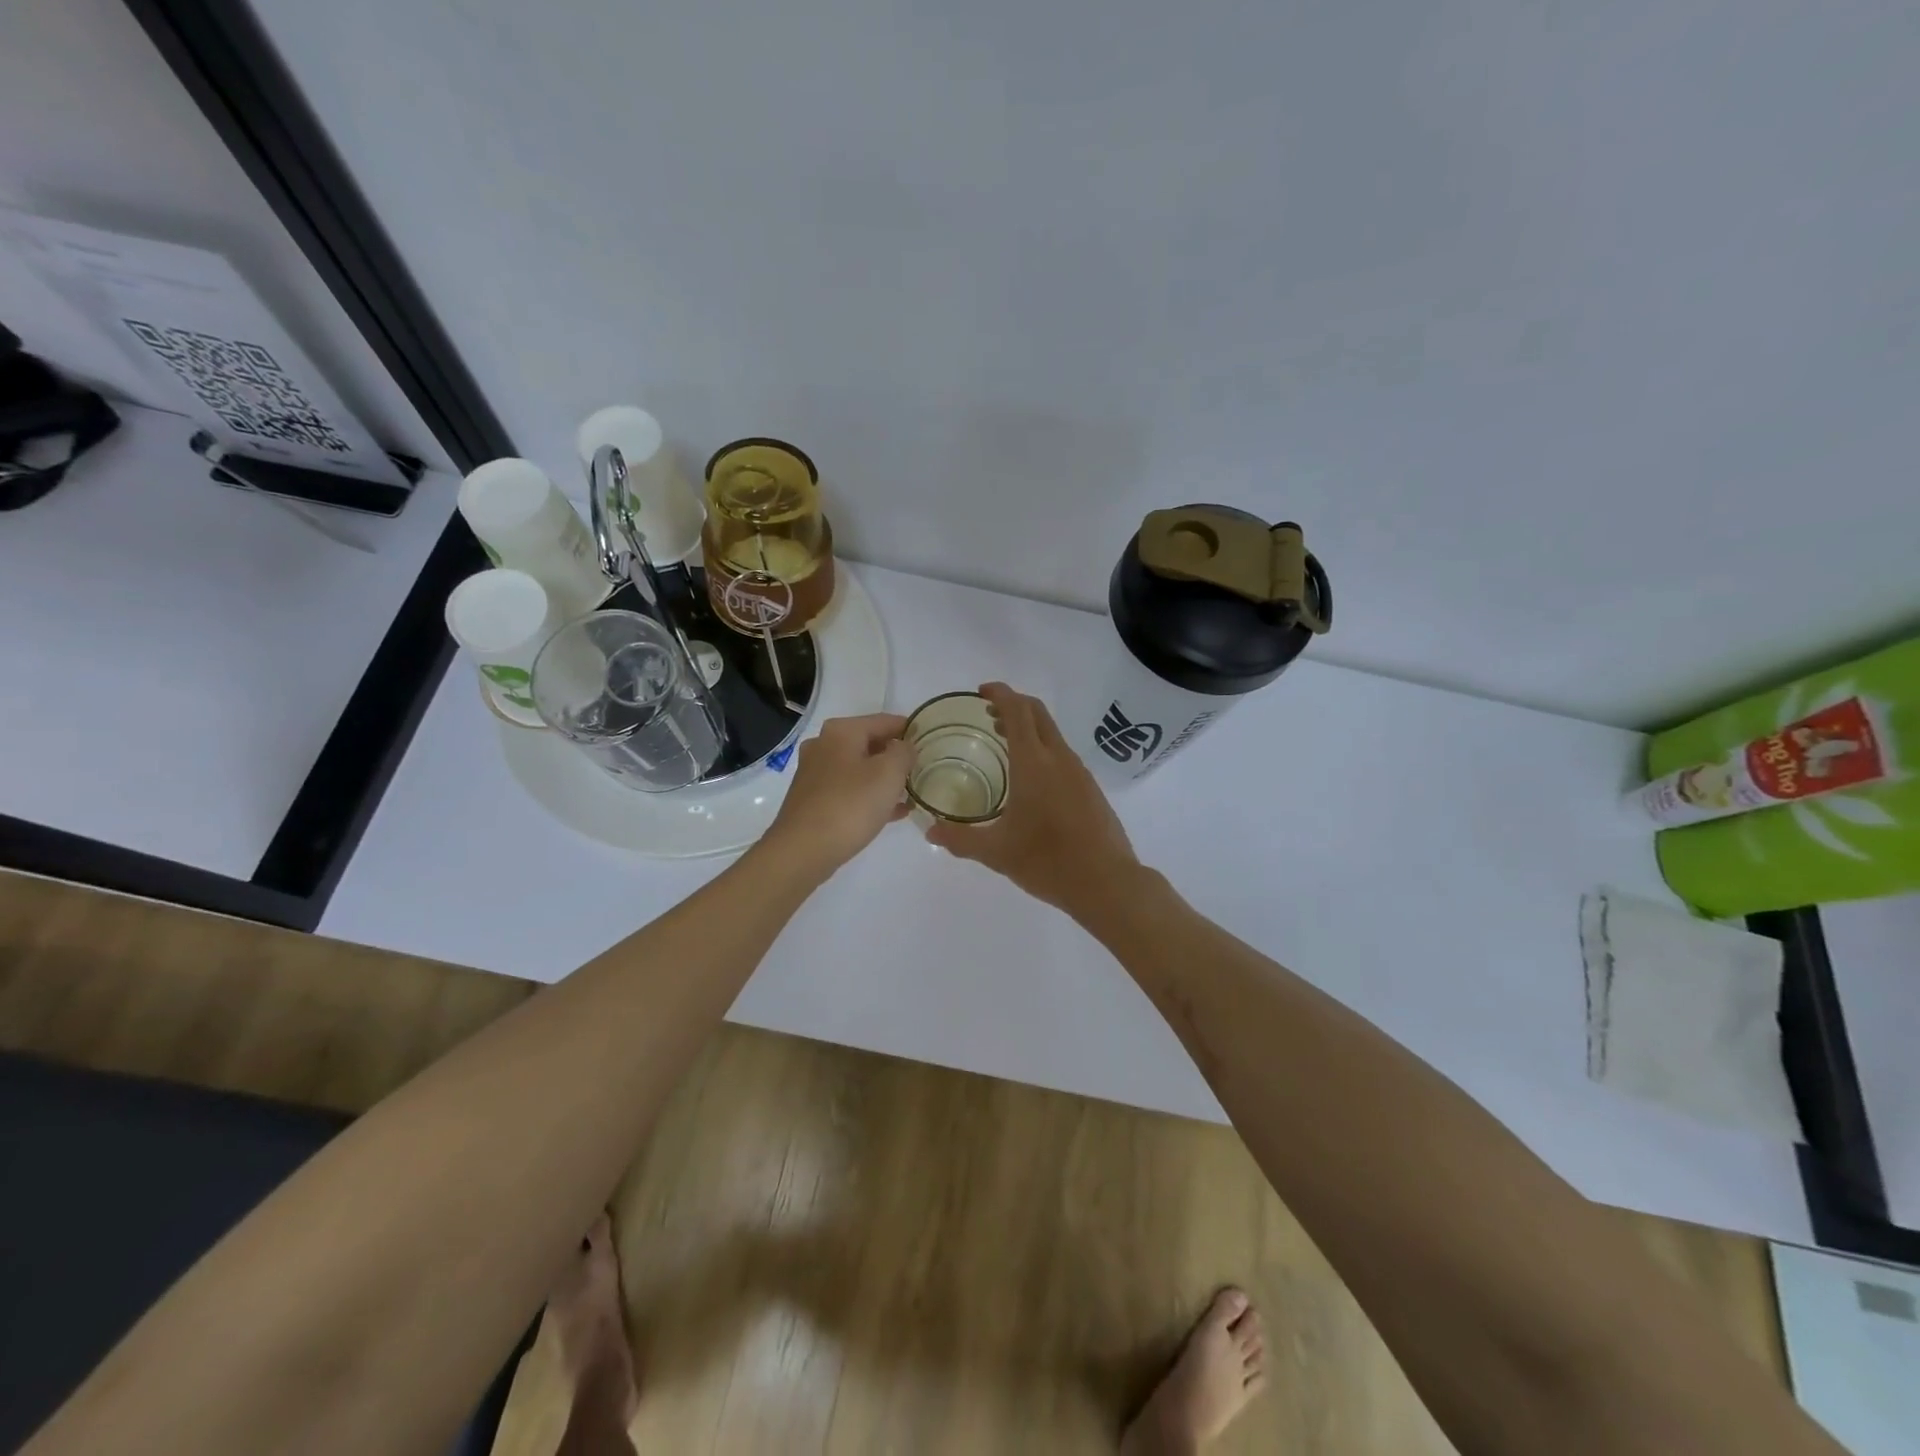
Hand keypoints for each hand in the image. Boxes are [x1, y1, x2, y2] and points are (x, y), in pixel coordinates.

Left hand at [761, 712, 912, 878]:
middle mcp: (824, 745)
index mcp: (842, 731)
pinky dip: (871, 796)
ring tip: (912, 793)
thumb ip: (904, 752)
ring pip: (860, 769)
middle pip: (871, 743)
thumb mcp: (889, 773)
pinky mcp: (813, 799)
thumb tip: (905, 747)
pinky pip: (850, 790)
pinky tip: (894, 813)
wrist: (802, 850)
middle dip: (898, 757)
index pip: (886, 721)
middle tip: (924, 770)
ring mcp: (815, 773)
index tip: (932, 743)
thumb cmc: (850, 805)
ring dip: (886, 779)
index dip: (911, 730)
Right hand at [926, 683, 1143, 921]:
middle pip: (1038, 714)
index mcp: (1034, 763)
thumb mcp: (996, 852)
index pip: (1017, 711)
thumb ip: (960, 838)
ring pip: (1052, 734)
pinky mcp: (1090, 789)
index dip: (1000, 693)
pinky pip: (1063, 755)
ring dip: (1029, 729)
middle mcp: (1059, 758)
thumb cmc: (1047, 861)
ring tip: (1004, 744)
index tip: (982, 692)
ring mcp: (1079, 772)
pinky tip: (1031, 779)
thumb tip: (930, 830)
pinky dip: (1043, 750)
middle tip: (989, 715)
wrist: (1106, 882)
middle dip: (1013, 705)